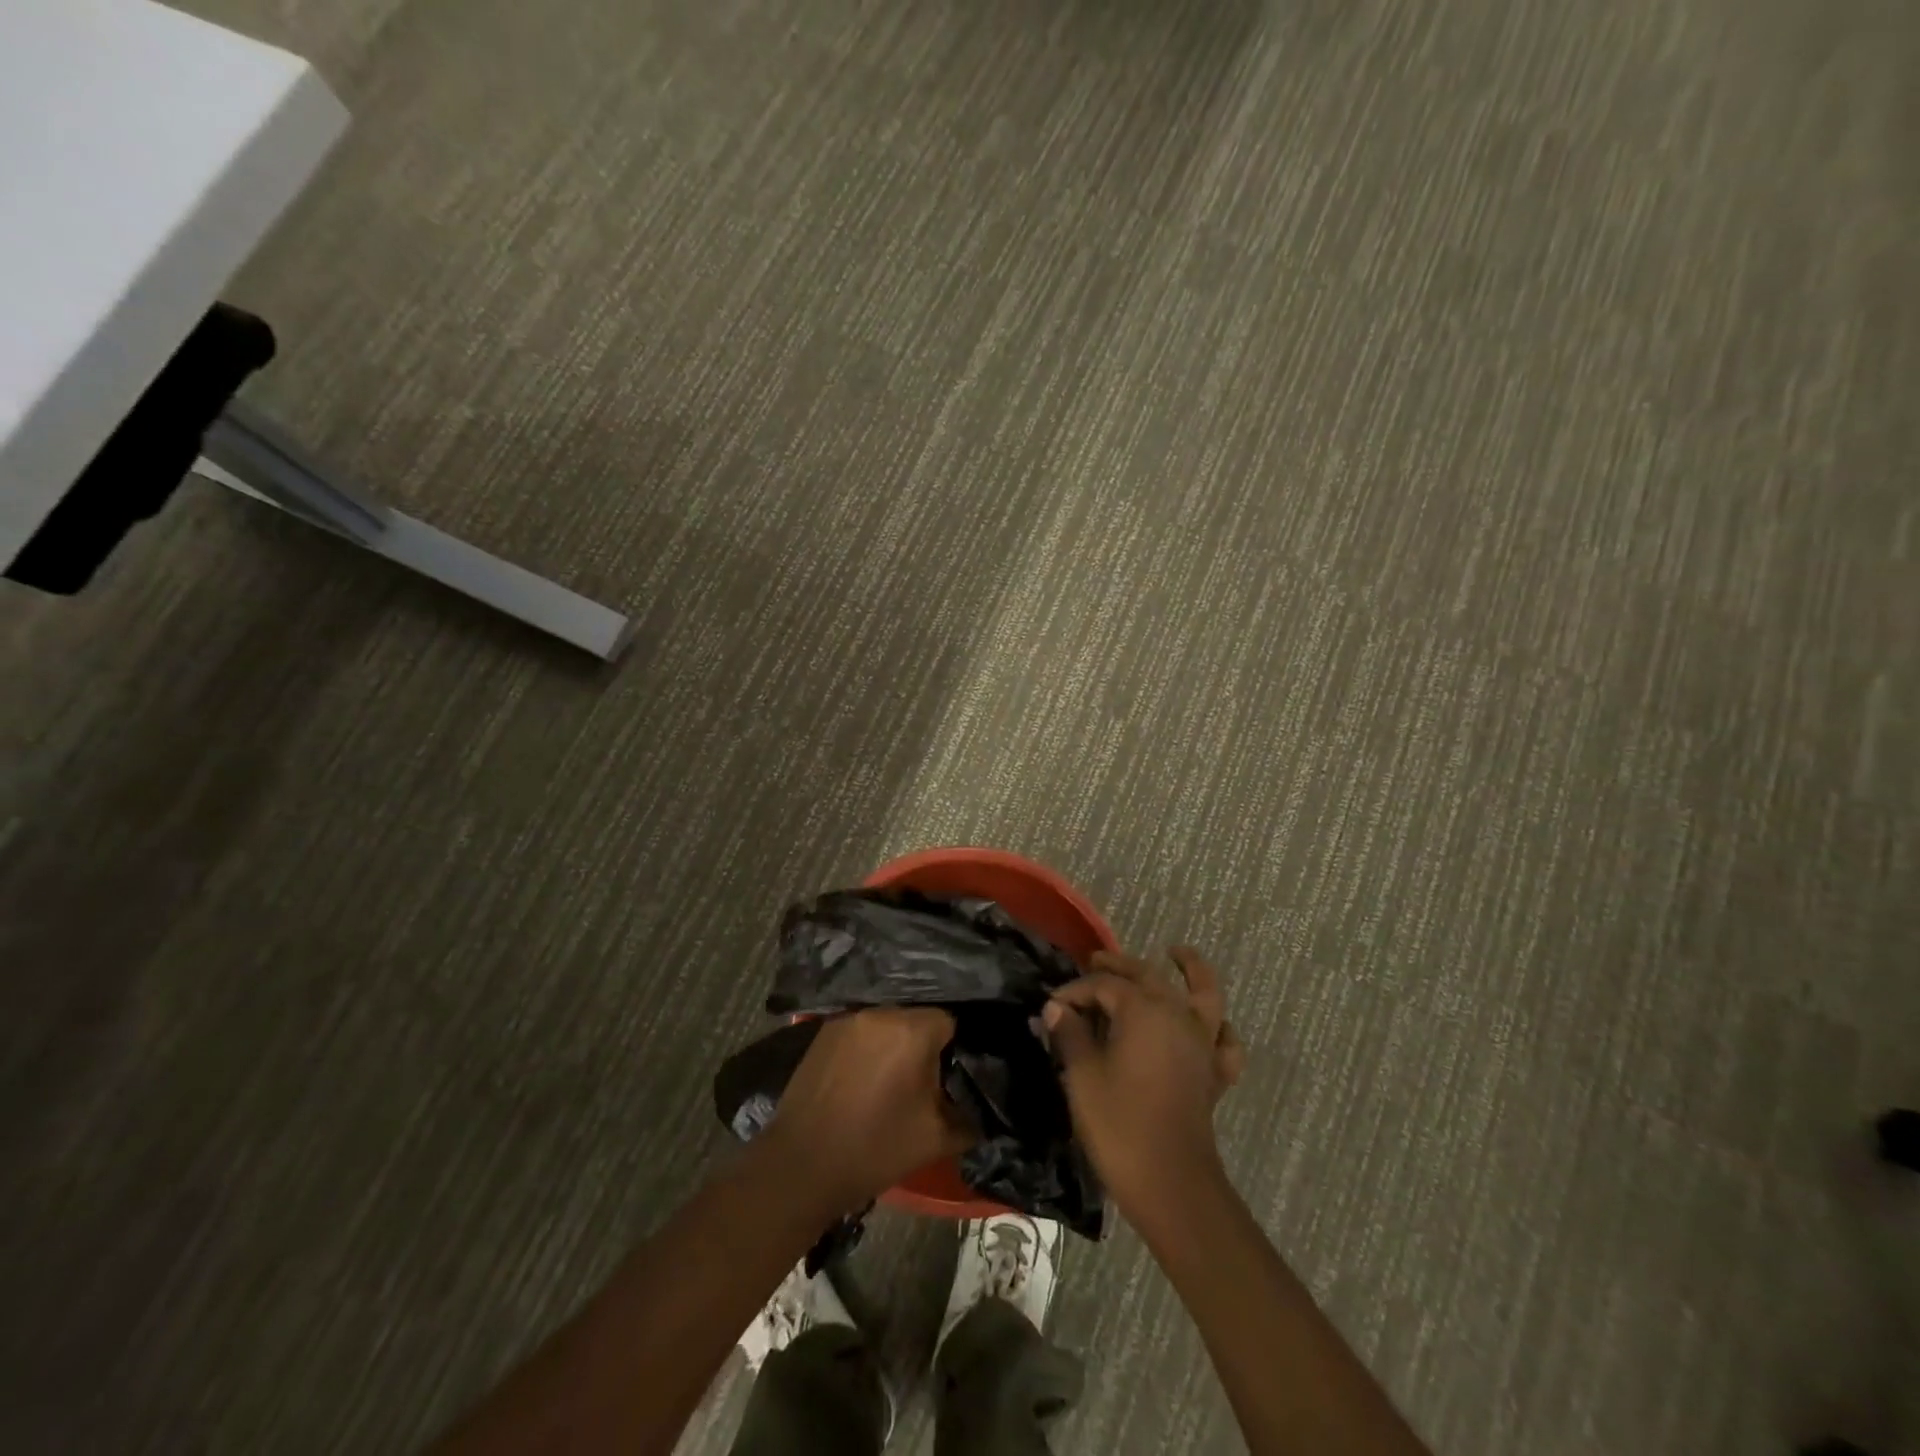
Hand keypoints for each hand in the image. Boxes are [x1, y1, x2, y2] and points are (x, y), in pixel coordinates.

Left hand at [763, 1008, 975, 1215]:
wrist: (802, 1165)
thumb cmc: (875, 1149)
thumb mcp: (937, 1139)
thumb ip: (970, 1117)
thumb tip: (985, 1108)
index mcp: (912, 1029)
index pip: (951, 1021)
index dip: (957, 1047)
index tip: (955, 1073)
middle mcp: (881, 1012)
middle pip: (917, 1017)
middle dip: (925, 1043)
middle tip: (927, 1078)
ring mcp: (848, 1018)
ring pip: (887, 1022)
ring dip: (895, 1043)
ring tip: (894, 1077)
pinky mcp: (824, 1031)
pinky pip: (861, 1030)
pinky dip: (869, 1046)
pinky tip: (866, 1075)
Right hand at [1043, 946, 1244, 1226]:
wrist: (1172, 1185)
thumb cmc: (1120, 1125)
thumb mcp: (1082, 1077)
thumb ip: (1070, 1035)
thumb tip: (1056, 1009)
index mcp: (1143, 1010)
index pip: (1104, 985)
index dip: (1074, 991)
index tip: (1051, 1008)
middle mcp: (1177, 1015)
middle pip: (1148, 976)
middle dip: (1119, 966)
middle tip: (1095, 960)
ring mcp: (1202, 1043)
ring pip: (1204, 993)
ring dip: (1192, 970)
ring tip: (1177, 954)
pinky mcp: (1214, 1073)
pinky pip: (1225, 1040)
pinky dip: (1220, 1027)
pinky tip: (1210, 1025)